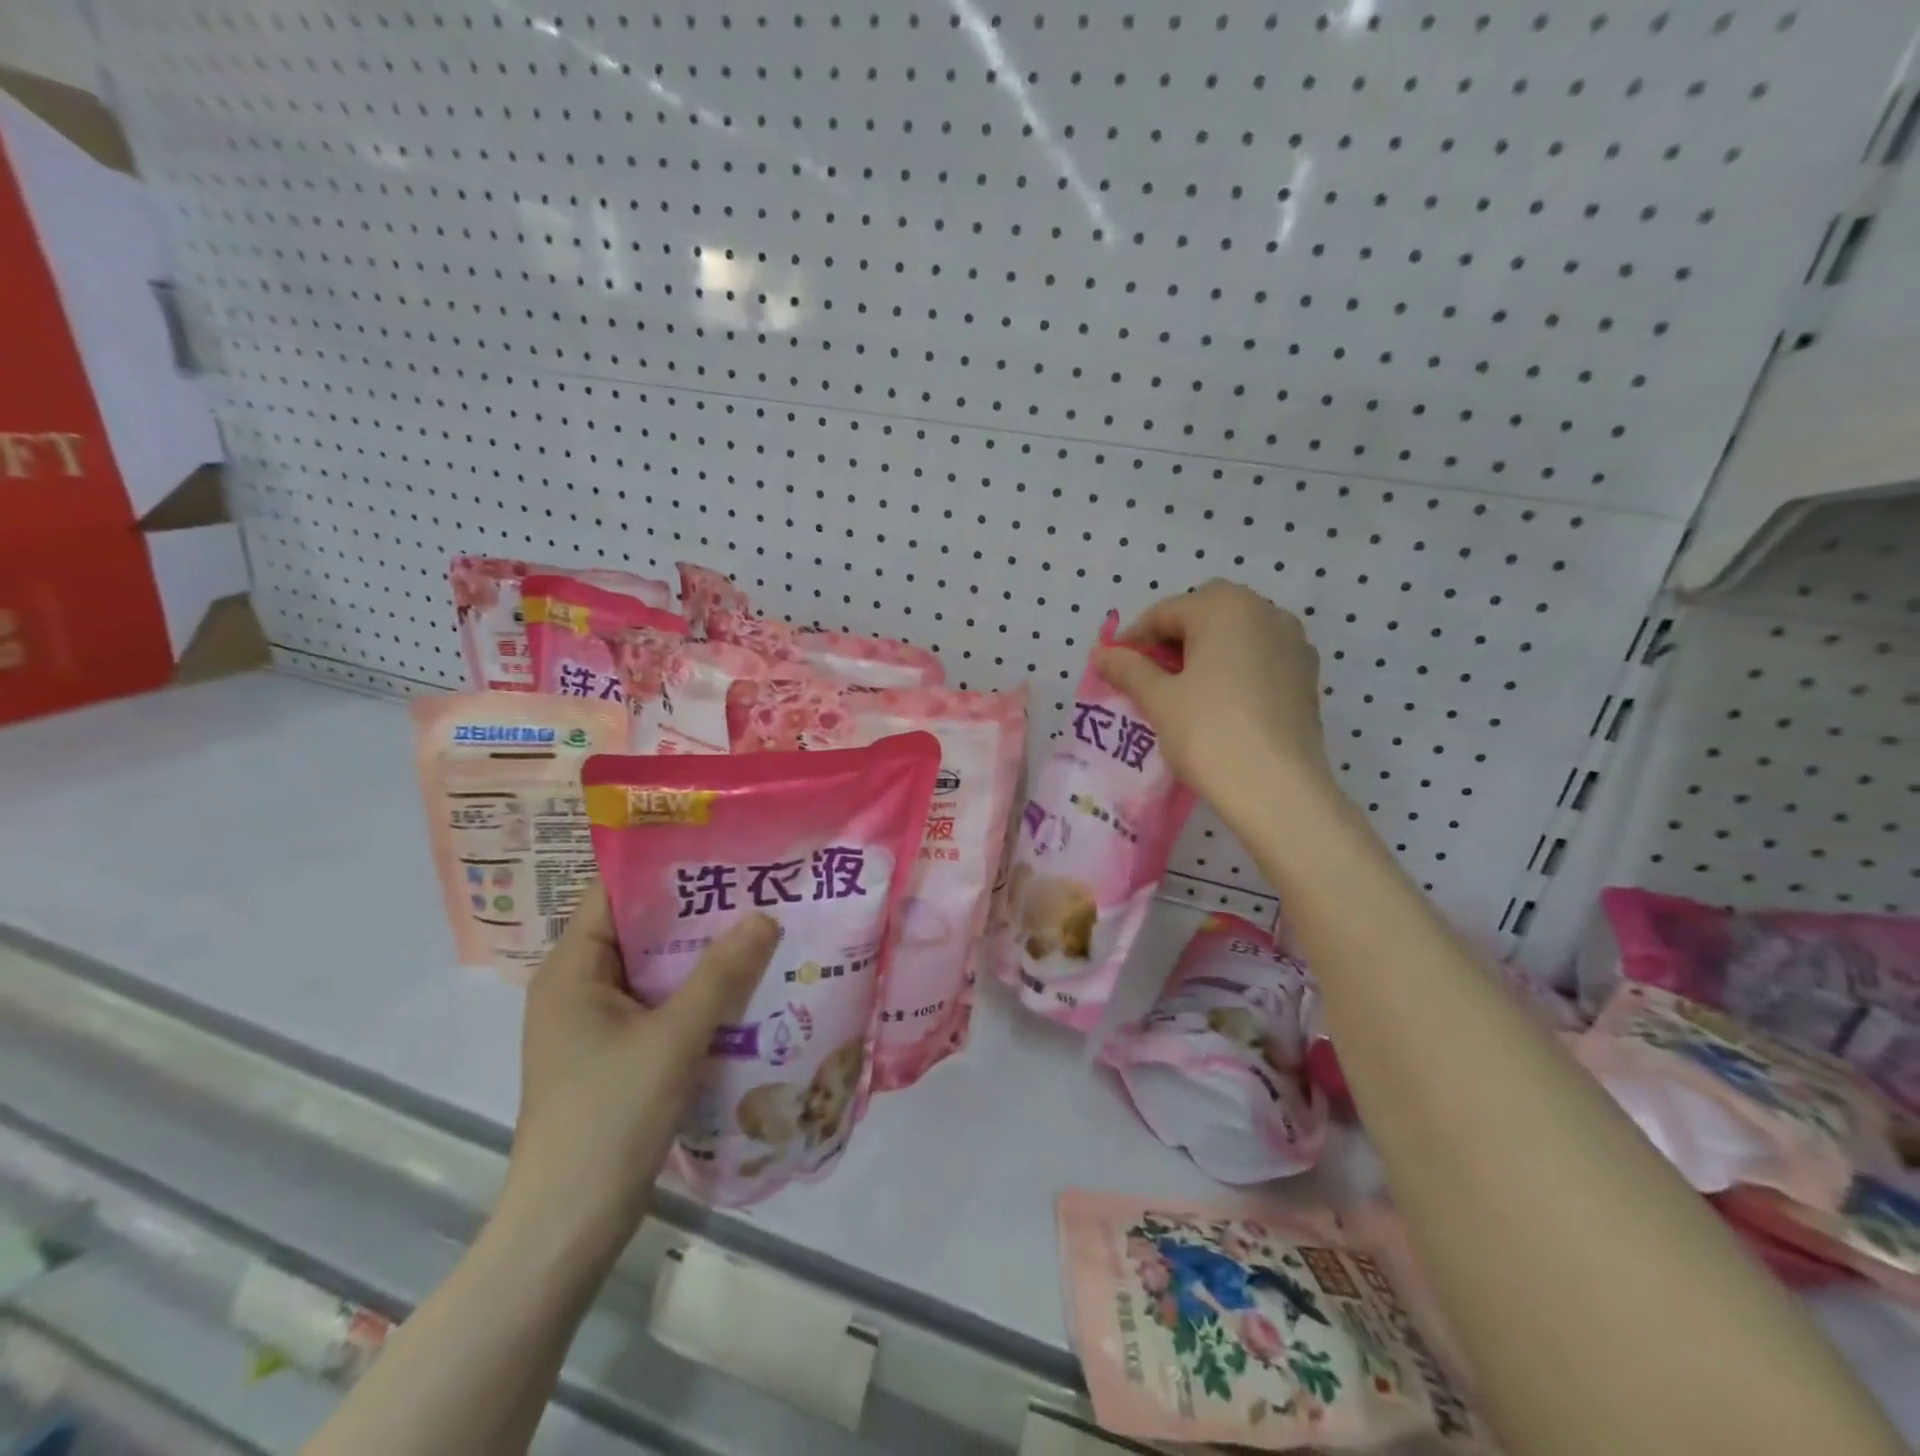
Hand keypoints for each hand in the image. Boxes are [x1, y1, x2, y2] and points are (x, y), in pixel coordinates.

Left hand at [501, 883, 777, 1245]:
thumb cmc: (609, 1118)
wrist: (568, 1227)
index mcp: (571, 970)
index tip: (721, 848)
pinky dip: (696, 992)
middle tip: (754, 886)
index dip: (664, 867)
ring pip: (654, 970)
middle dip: (696, 911)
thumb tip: (765, 915)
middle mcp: (578, 987)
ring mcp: (595, 1024)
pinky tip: (744, 987)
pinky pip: (660, 1004)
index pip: (614, 894)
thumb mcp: (673, 1039)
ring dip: (701, 954)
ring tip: (760, 927)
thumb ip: (721, 974)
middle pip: (640, 930)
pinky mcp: (615, 1054)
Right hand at [1096, 580, 1334, 821]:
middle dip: (1172, 640)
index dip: (1134, 639)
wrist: (1277, 789)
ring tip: (1182, 692)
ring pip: (1235, 636)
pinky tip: (1219, 704)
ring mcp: (1293, 643)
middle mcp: (1265, 612)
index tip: (1114, 668)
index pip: (1165, 612)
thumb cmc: (1209, 733)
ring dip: (1205, 653)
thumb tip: (1103, 654)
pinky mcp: (1306, 676)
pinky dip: (1234, 669)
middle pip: (1205, 614)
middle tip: (1149, 677)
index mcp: (1225, 607)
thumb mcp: (1158, 699)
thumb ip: (1128, 669)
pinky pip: (1259, 658)